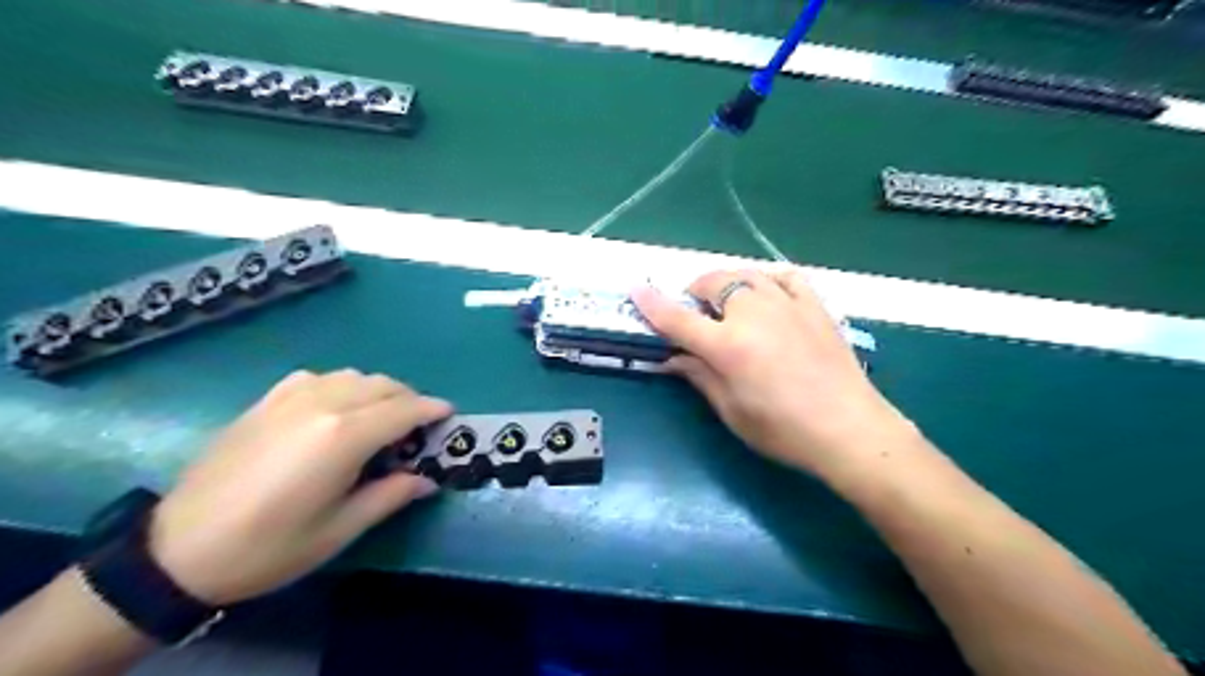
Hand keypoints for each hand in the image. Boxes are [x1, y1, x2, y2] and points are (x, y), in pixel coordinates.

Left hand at [148, 372, 447, 603]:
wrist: (178, 549)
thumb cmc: (270, 546)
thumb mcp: (340, 529)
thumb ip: (391, 495)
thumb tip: (427, 480)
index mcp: (345, 435)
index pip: (405, 410)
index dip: (432, 410)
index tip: (450, 414)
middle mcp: (323, 403)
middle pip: (383, 385)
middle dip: (409, 399)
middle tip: (417, 426)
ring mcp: (291, 397)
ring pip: (353, 375)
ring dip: (378, 390)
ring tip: (380, 418)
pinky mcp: (266, 401)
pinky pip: (319, 378)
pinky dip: (341, 386)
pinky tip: (335, 409)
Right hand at [635, 268, 908, 473]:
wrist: (849, 429)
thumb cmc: (783, 430)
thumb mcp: (732, 411)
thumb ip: (700, 376)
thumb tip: (673, 357)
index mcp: (728, 346)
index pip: (678, 318)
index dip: (653, 304)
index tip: (636, 290)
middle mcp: (753, 315)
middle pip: (714, 283)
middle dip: (696, 293)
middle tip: (696, 314)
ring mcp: (787, 305)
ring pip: (747, 275)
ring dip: (728, 283)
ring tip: (727, 303)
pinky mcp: (814, 306)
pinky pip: (785, 277)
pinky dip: (768, 280)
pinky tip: (766, 293)